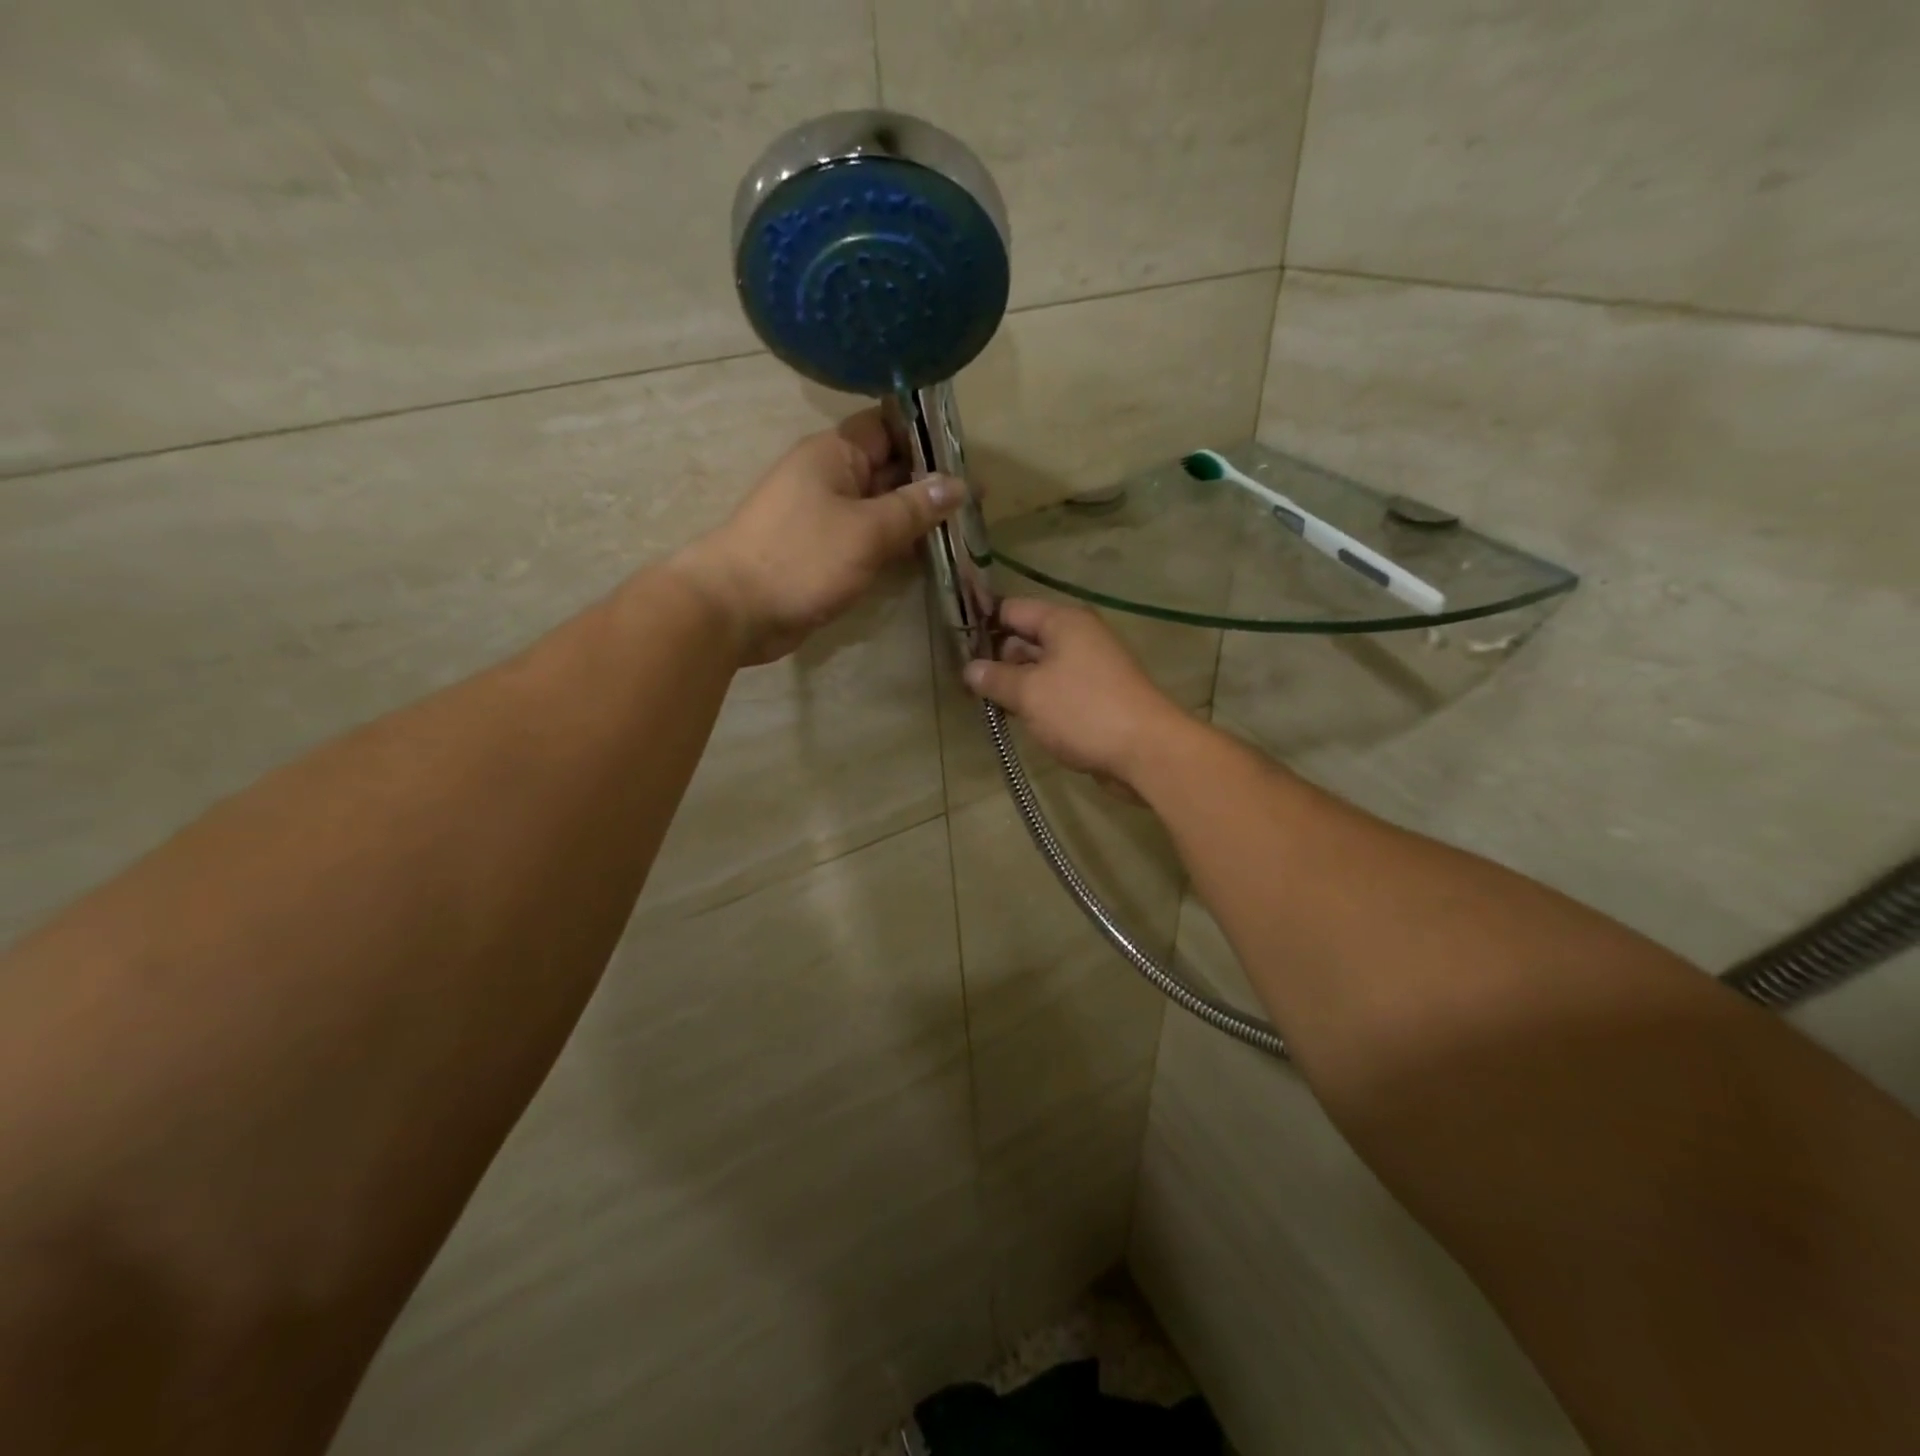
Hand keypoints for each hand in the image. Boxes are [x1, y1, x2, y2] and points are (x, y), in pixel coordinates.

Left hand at [672, 409, 960, 663]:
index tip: (966, 455)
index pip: (888, 427)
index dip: (927, 436)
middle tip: (978, 502)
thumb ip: (915, 507)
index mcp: (835, 454)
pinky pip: (867, 539)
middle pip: (888, 469)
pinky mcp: (823, 552)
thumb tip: (958, 484)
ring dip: (915, 519)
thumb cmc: (802, 558)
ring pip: (880, 508)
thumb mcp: (868, 530)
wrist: (735, 609)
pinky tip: (927, 557)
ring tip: (963, 530)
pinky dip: (895, 546)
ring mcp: (825, 517)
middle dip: (930, 483)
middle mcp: (830, 477)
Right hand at [963, 599, 1190, 789]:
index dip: (982, 624)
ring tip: (986, 704)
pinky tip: (1019, 719)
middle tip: (966, 684)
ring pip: (1041, 668)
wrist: (1146, 751)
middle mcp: (1079, 637)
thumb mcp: (1029, 693)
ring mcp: (1090, 667)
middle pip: (1026, 638)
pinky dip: (1038, 701)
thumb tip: (969, 669)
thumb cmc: (1083, 711)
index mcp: (1063, 622)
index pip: (1012, 609)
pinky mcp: (1097, 697)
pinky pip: (1057, 691)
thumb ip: (995, 678)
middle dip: (997, 659)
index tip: (955, 647)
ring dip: (1016, 684)